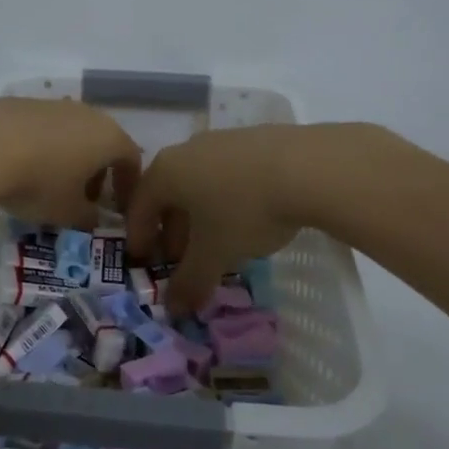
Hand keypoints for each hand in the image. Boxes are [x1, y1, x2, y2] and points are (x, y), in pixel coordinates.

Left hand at [0, 98, 140, 229]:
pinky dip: (41, 145)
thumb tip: (93, 218)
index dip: (129, 184)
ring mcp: (52, 104)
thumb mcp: (67, 213)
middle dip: (98, 170)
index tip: (119, 206)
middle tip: (85, 196)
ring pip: (71, 132)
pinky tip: (22, 164)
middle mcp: (85, 113)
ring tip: (50, 181)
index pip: (131, 158)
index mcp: (107, 137)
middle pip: (102, 141)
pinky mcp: (20, 102)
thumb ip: (88, 217)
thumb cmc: (38, 183)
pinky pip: (42, 127)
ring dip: (69, 156)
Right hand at [125, 124, 310, 312]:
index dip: (139, 238)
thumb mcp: (215, 253)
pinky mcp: (257, 139)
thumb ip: (191, 281)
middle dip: (171, 229)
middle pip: (169, 193)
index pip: (139, 206)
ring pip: (200, 182)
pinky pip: (229, 173)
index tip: (143, 262)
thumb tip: (174, 309)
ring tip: (217, 242)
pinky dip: (227, 198)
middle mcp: (188, 149)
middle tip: (180, 259)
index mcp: (166, 171)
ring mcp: (223, 140)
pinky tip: (248, 218)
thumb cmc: (245, 210)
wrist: (310, 167)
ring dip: (200, 214)